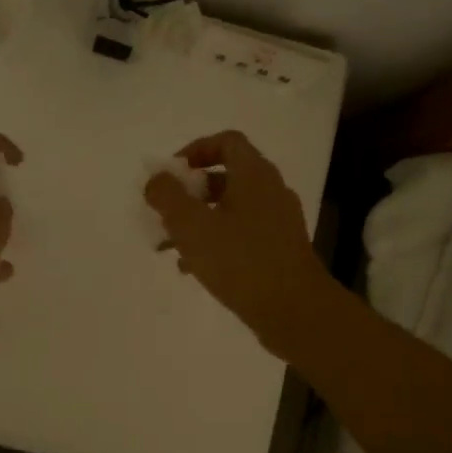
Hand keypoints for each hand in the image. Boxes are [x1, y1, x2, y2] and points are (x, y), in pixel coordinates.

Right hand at [146, 130, 335, 359]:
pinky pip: (241, 234)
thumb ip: (168, 197)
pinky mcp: (280, 250)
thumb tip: (156, 180)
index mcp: (254, 175)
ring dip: (199, 220)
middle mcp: (271, 191)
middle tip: (165, 212)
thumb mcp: (191, 226)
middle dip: (190, 192)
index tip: (171, 175)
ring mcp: (279, 222)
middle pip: (226, 176)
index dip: (195, 150)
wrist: (294, 311)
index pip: (226, 141)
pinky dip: (216, 241)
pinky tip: (193, 268)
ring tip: (169, 246)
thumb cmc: (240, 261)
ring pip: (231, 209)